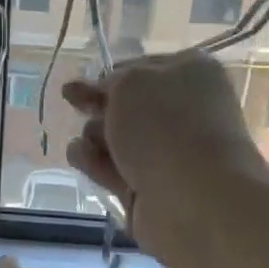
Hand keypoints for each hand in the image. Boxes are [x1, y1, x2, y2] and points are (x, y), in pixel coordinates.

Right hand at [62, 52, 268, 259]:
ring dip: (93, 136)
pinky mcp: (148, 189)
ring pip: (116, 140)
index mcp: (191, 74)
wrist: (194, 199)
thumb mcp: (131, 83)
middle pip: (127, 107)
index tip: (82, 82)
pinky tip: (81, 158)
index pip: (143, 68)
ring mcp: (166, 154)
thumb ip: (112, 80)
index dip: (111, 75)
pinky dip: (94, 163)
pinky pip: (113, 170)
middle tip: (73, 103)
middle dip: (98, 106)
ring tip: (85, 143)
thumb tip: (106, 91)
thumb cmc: (165, 127)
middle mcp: (182, 113)